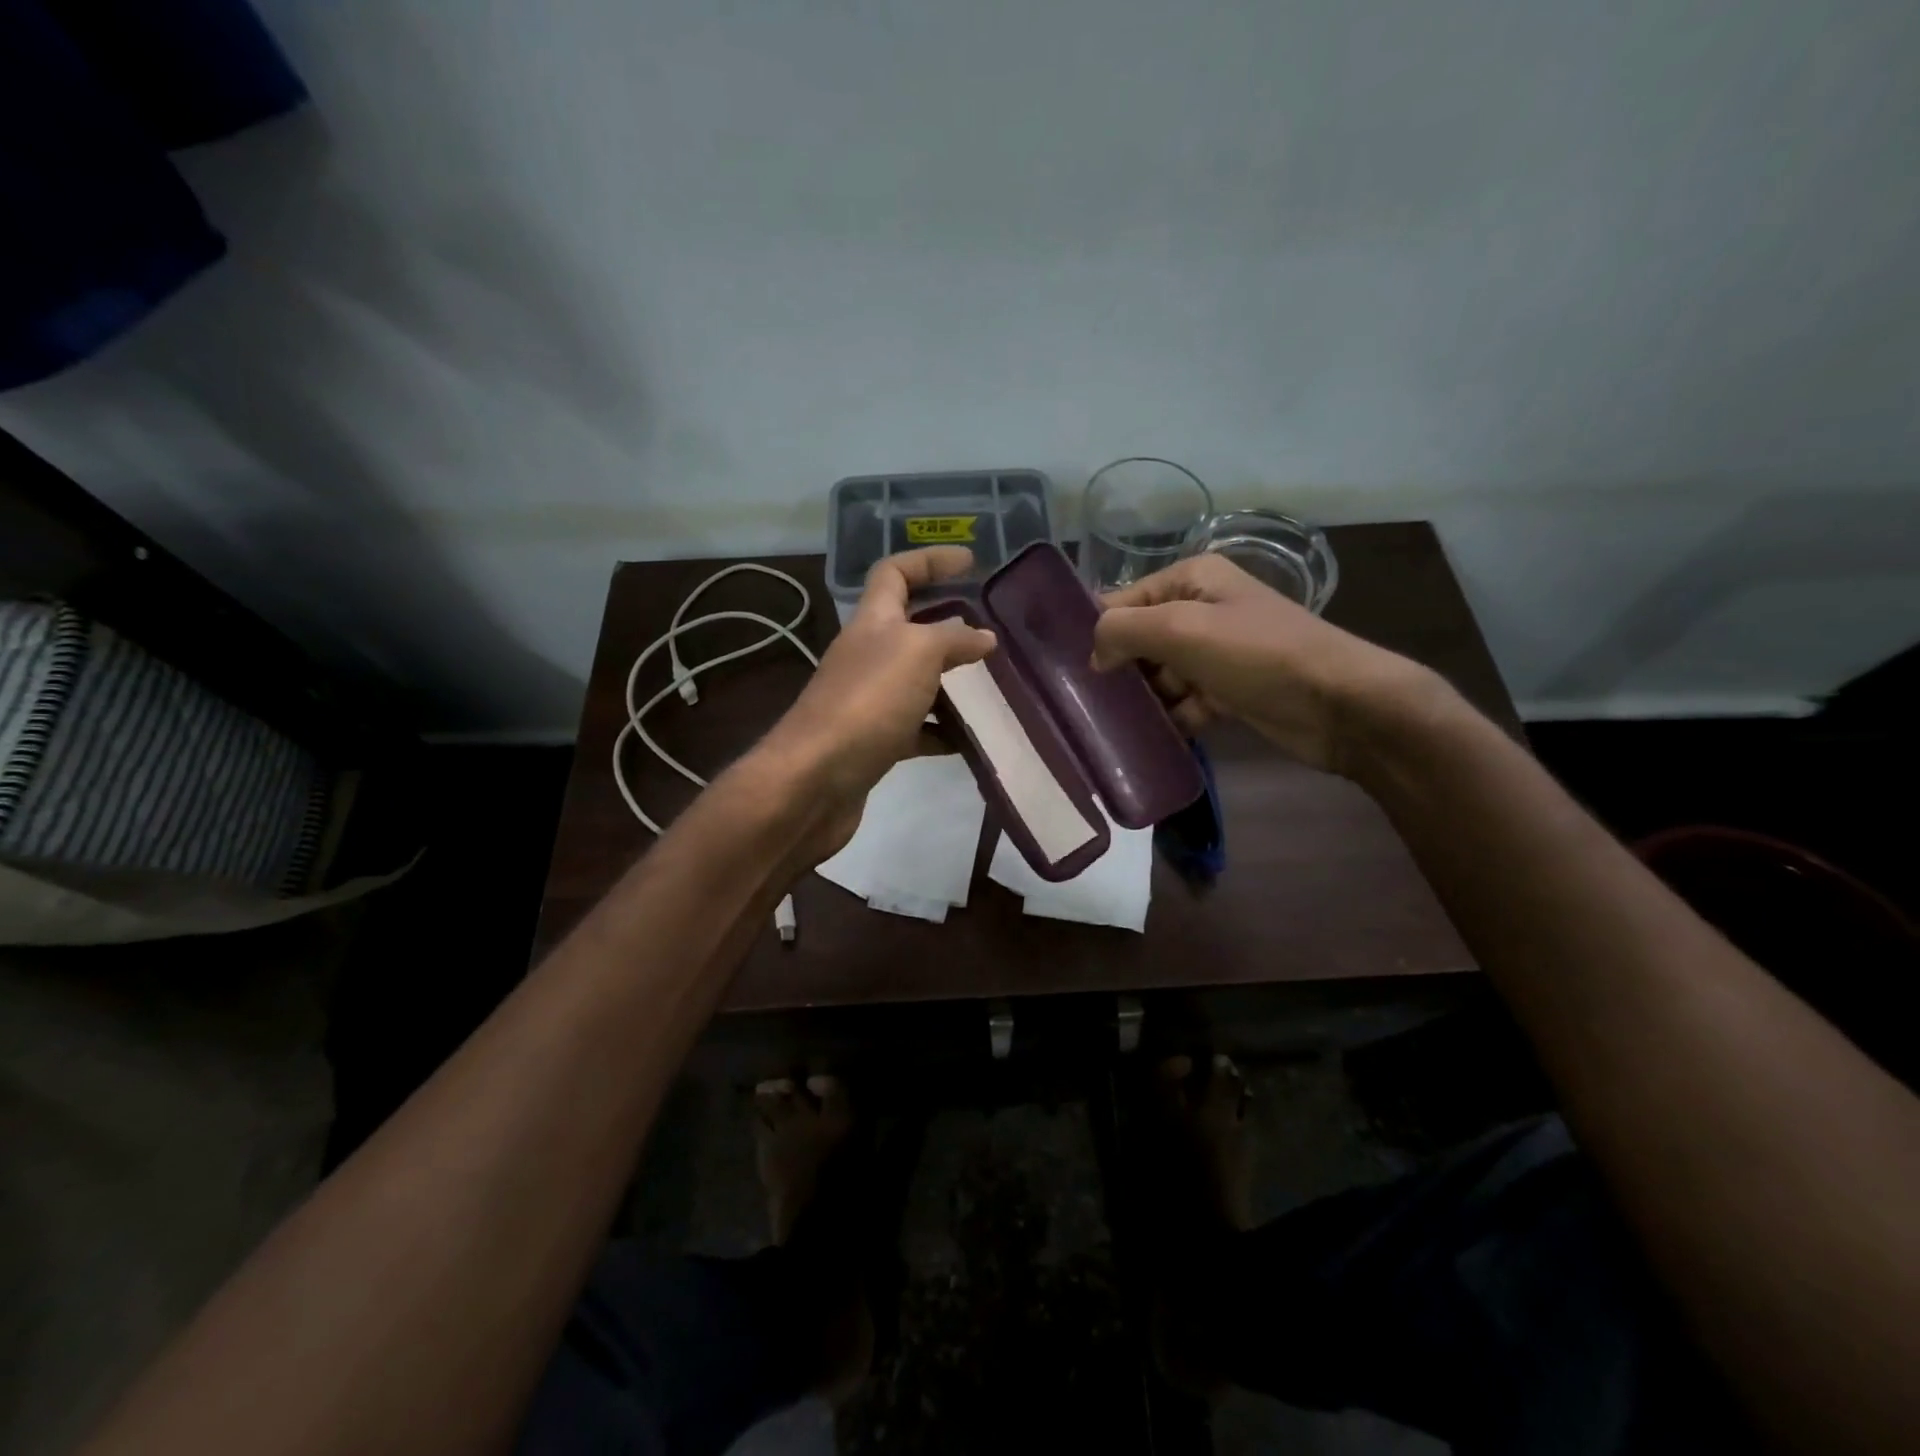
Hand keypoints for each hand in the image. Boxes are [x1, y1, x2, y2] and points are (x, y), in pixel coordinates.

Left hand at [761, 546, 996, 860]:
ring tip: (993, 687)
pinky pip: (916, 728)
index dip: (930, 561)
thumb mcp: (917, 653)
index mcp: (872, 622)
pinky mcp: (874, 741)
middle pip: (909, 628)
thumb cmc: (867, 702)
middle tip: (991, 631)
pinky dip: (942, 731)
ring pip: (917, 681)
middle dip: (949, 624)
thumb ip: (953, 638)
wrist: (815, 779)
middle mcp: (868, 655)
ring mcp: (869, 700)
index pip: (894, 573)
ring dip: (951, 682)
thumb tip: (984, 637)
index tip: (970, 562)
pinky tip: (969, 740)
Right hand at [1091, 554, 1428, 775]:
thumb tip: (1095, 654)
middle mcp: (1202, 609)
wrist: (1338, 704)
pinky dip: (1172, 718)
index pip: (1124, 599)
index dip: (1098, 631)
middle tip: (1091, 703)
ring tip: (1118, 725)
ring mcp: (1217, 652)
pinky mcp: (1228, 691)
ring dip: (1145, 699)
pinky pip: (1185, 702)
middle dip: (1120, 669)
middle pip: (1140, 639)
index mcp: (1192, 579)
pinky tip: (1156, 737)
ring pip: (1161, 675)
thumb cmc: (1257, 654)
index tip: (1067, 669)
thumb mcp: (1182, 629)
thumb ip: (1124, 630)